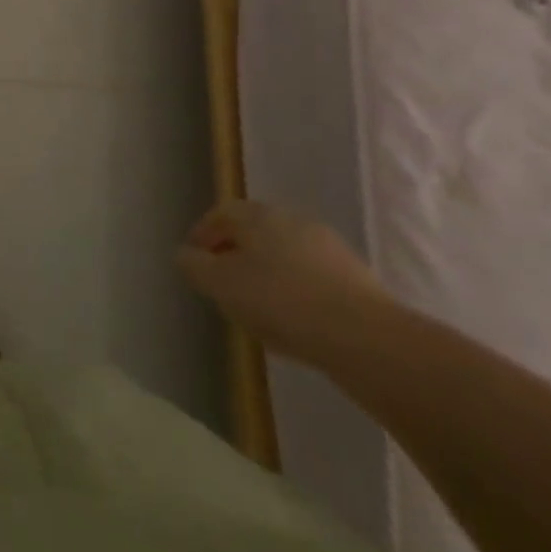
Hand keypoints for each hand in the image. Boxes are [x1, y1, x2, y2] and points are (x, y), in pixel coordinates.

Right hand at [177, 200, 393, 366]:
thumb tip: (185, 254)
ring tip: (258, 306)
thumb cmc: (280, 301)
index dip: (203, 234)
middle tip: (223, 282)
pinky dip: (295, 290)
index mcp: (258, 215)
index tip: (194, 260)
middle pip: (254, 231)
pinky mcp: (355, 277)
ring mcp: (328, 246)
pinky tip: (294, 320)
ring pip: (284, 253)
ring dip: (266, 272)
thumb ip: (194, 266)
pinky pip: (311, 276)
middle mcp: (292, 219)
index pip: (221, 213)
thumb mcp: (220, 284)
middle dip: (235, 253)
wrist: (365, 338)